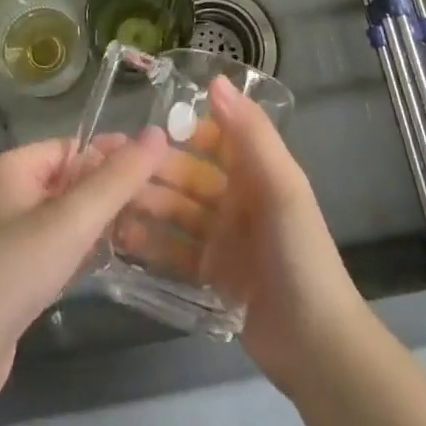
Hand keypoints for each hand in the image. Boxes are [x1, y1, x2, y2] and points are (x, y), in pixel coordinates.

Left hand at [0, 128, 167, 395]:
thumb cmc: (14, 269)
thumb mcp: (71, 220)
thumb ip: (117, 179)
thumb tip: (158, 133)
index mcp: (17, 166)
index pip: (77, 146)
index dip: (117, 154)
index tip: (164, 165)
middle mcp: (13, 192)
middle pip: (76, 179)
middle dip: (116, 189)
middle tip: (167, 200)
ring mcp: (14, 233)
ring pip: (72, 214)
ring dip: (106, 220)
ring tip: (154, 227)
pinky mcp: (19, 270)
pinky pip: (63, 244)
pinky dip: (89, 247)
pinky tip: (120, 257)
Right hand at [119, 76, 367, 396]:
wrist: (316, 345)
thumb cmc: (299, 253)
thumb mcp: (281, 186)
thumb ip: (250, 133)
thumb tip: (215, 80)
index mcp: (257, 173)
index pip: (215, 138)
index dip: (183, 130)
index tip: (144, 127)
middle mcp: (238, 201)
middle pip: (189, 177)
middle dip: (155, 171)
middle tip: (110, 168)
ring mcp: (224, 240)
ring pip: (177, 213)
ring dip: (147, 206)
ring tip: (109, 205)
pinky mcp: (211, 277)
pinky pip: (175, 252)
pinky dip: (151, 244)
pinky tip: (120, 240)